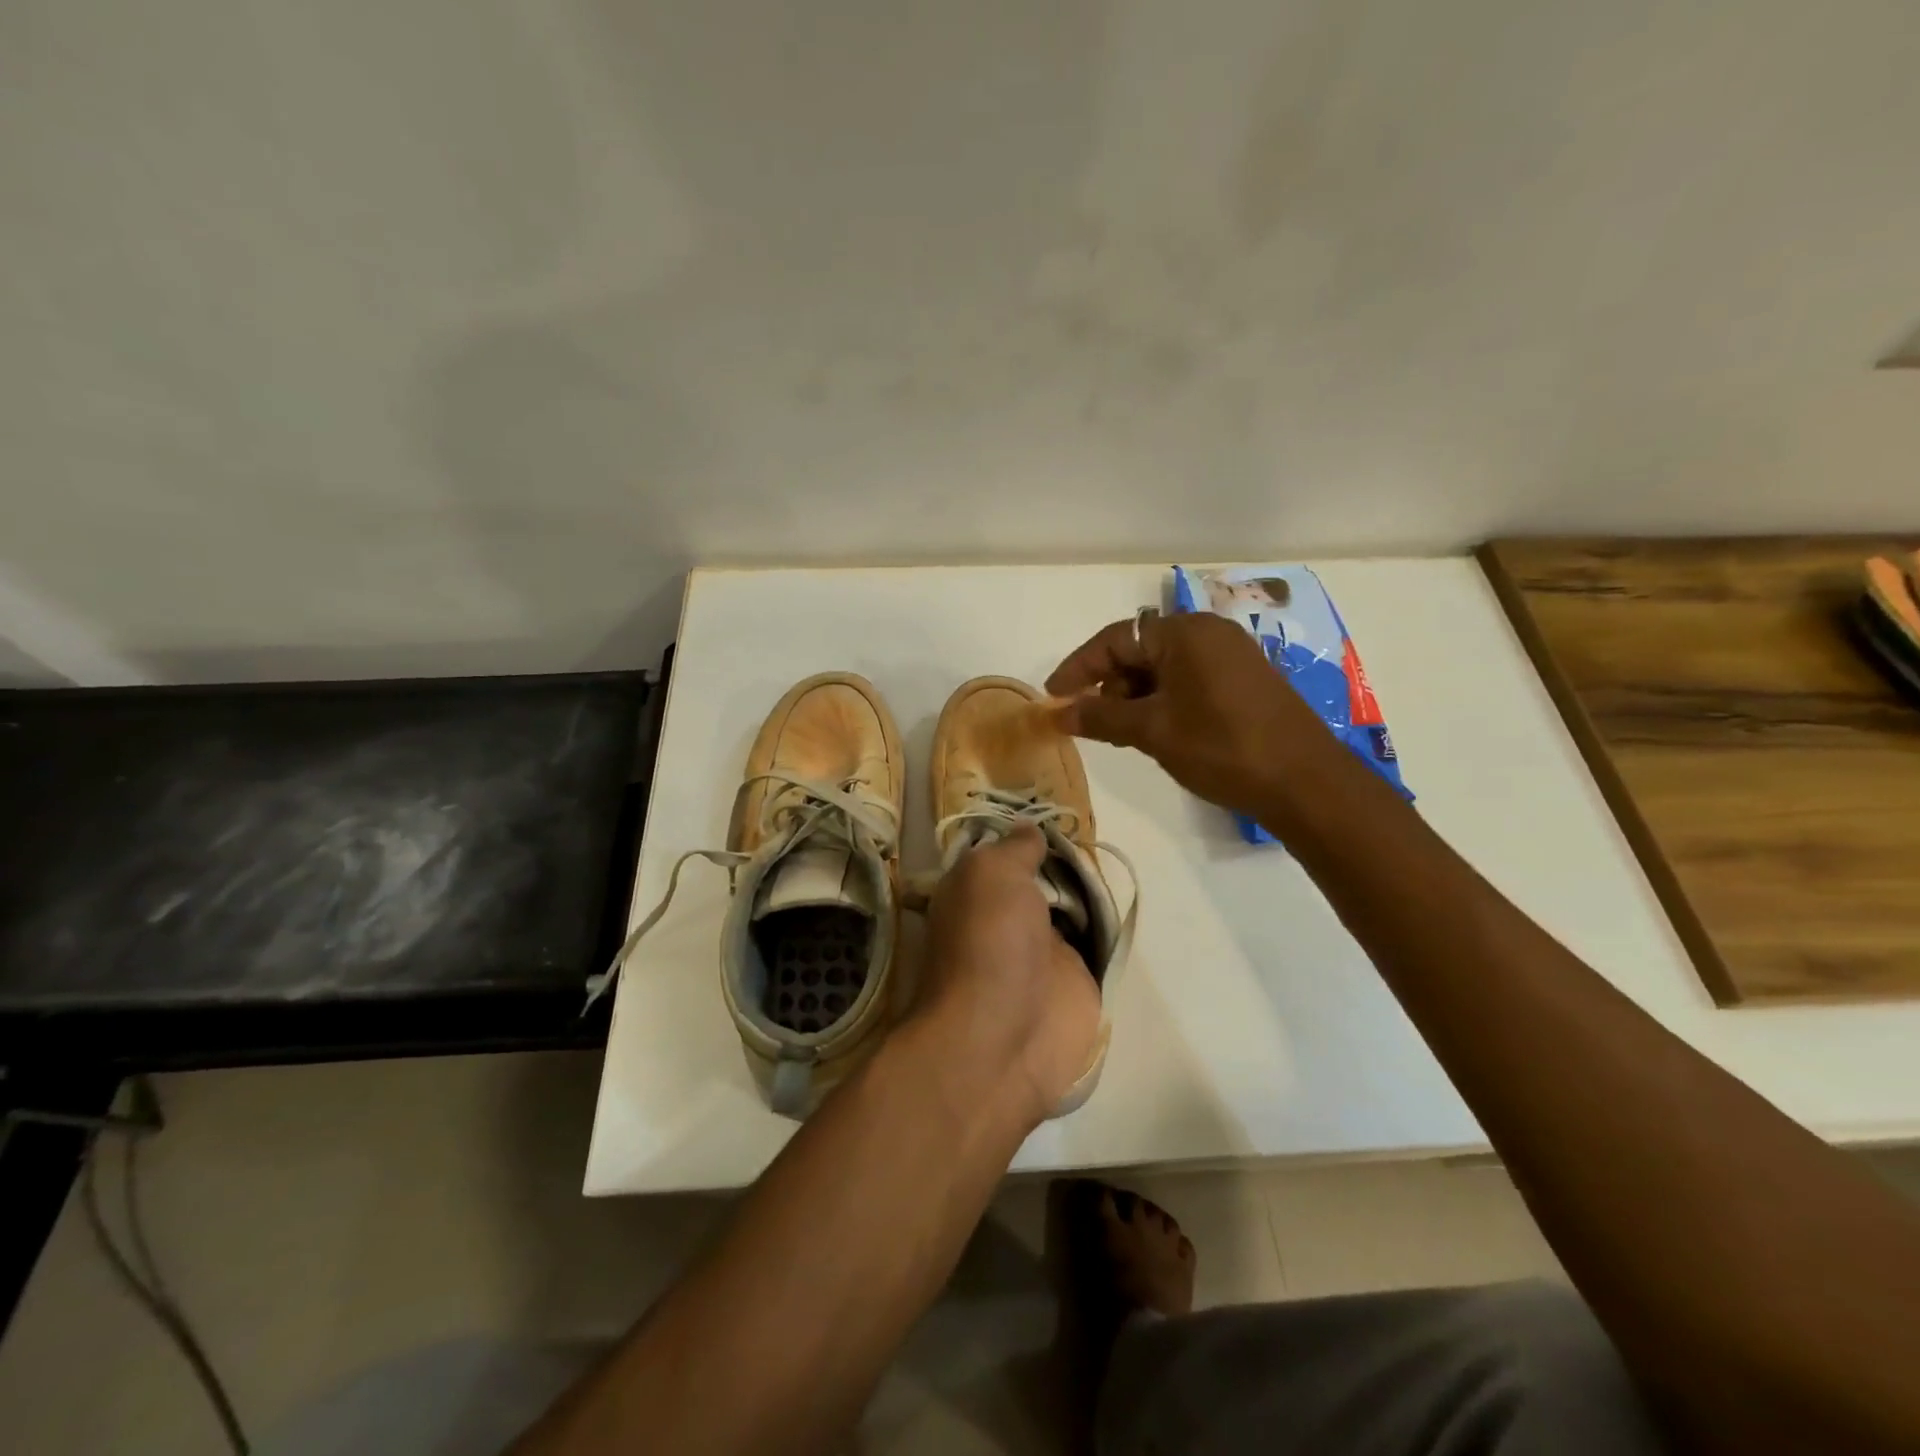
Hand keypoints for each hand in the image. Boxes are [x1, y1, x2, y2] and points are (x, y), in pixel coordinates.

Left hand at [915, 826, 1102, 1126]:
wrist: (1005, 1038)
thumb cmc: (988, 943)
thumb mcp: (991, 874)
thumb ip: (1015, 849)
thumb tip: (1030, 829)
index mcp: (975, 894)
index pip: (1001, 855)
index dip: (1024, 837)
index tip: (1054, 811)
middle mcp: (1006, 919)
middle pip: (1041, 878)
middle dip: (1063, 859)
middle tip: (1092, 833)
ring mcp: (1042, 951)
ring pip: (1071, 907)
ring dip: (1089, 889)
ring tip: (1112, 858)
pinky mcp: (1076, 979)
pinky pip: (1095, 942)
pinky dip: (1108, 926)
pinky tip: (1125, 899)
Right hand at [1045, 611, 1332, 816]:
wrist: (1305, 783)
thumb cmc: (1221, 747)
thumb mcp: (1152, 731)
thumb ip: (1101, 717)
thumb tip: (1058, 712)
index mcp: (1185, 632)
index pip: (1116, 639)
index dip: (1079, 668)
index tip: (1054, 697)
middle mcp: (1209, 633)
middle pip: (1140, 650)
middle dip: (1109, 685)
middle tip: (1091, 722)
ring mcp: (1231, 656)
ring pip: (1164, 668)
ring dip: (1135, 696)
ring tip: (1123, 734)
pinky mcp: (1244, 681)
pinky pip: (1188, 680)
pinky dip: (1163, 701)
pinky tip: (1156, 732)